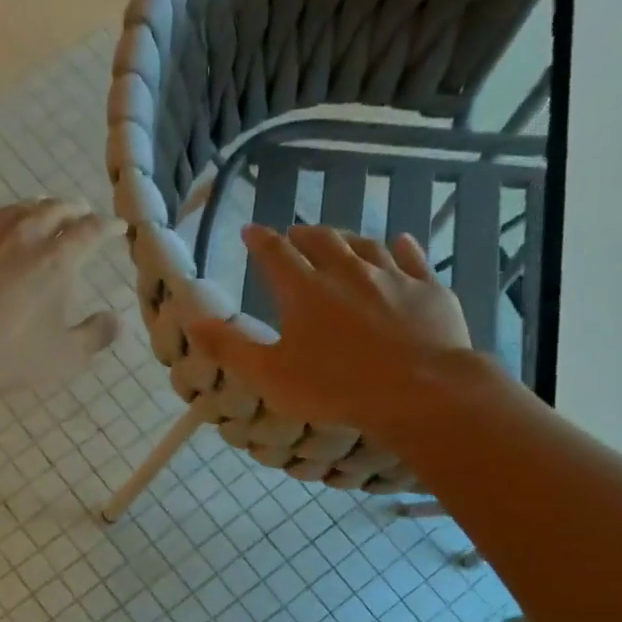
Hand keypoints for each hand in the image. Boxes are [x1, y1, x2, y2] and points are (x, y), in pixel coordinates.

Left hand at [0, 200, 121, 393]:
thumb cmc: (6, 352)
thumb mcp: (62, 357)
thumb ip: (95, 337)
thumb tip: (117, 320)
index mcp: (57, 258)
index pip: (91, 231)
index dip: (108, 227)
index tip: (117, 227)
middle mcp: (24, 233)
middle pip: (55, 208)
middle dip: (73, 209)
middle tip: (81, 212)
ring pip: (18, 207)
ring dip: (37, 208)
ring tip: (42, 212)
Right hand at [190, 224, 473, 437]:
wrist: (421, 391)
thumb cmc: (336, 387)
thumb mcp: (270, 375)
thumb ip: (230, 348)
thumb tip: (192, 321)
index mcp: (304, 291)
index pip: (276, 254)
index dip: (261, 240)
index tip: (251, 230)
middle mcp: (347, 272)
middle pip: (322, 241)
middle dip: (304, 235)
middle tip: (295, 234)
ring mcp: (392, 277)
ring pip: (366, 245)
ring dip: (348, 239)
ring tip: (339, 240)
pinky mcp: (428, 289)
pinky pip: (413, 259)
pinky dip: (403, 247)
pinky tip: (401, 242)